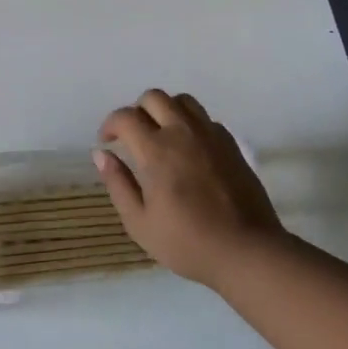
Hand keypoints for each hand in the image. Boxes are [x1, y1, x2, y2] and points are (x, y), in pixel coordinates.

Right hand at [95, 90, 288, 289]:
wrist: (246, 251)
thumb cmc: (187, 243)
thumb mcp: (140, 223)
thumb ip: (118, 184)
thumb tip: (101, 154)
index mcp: (156, 151)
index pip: (125, 117)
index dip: (110, 124)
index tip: (106, 142)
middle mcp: (183, 133)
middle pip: (154, 97)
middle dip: (136, 111)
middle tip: (132, 137)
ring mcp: (210, 135)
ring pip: (182, 101)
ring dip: (165, 110)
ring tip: (160, 135)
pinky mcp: (231, 144)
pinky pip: (205, 118)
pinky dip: (190, 124)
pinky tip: (188, 149)